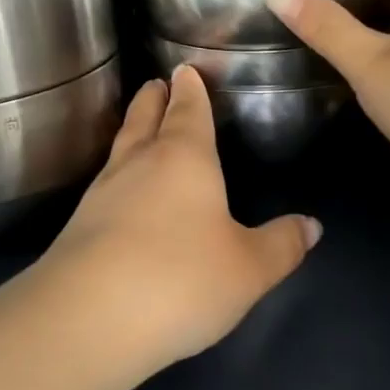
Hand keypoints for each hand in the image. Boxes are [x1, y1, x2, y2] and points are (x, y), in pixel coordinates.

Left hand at [39, 66, 321, 370]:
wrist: (87, 321)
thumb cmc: (180, 280)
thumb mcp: (249, 268)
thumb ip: (281, 245)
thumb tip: (311, 225)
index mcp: (184, 158)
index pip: (188, 110)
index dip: (190, 89)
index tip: (185, 69)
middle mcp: (138, 165)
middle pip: (144, 119)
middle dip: (153, 100)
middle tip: (155, 83)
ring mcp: (101, 195)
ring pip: (120, 150)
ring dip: (131, 132)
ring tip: (138, 126)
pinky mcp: (77, 229)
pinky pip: (104, 186)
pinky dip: (116, 175)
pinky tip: (120, 194)